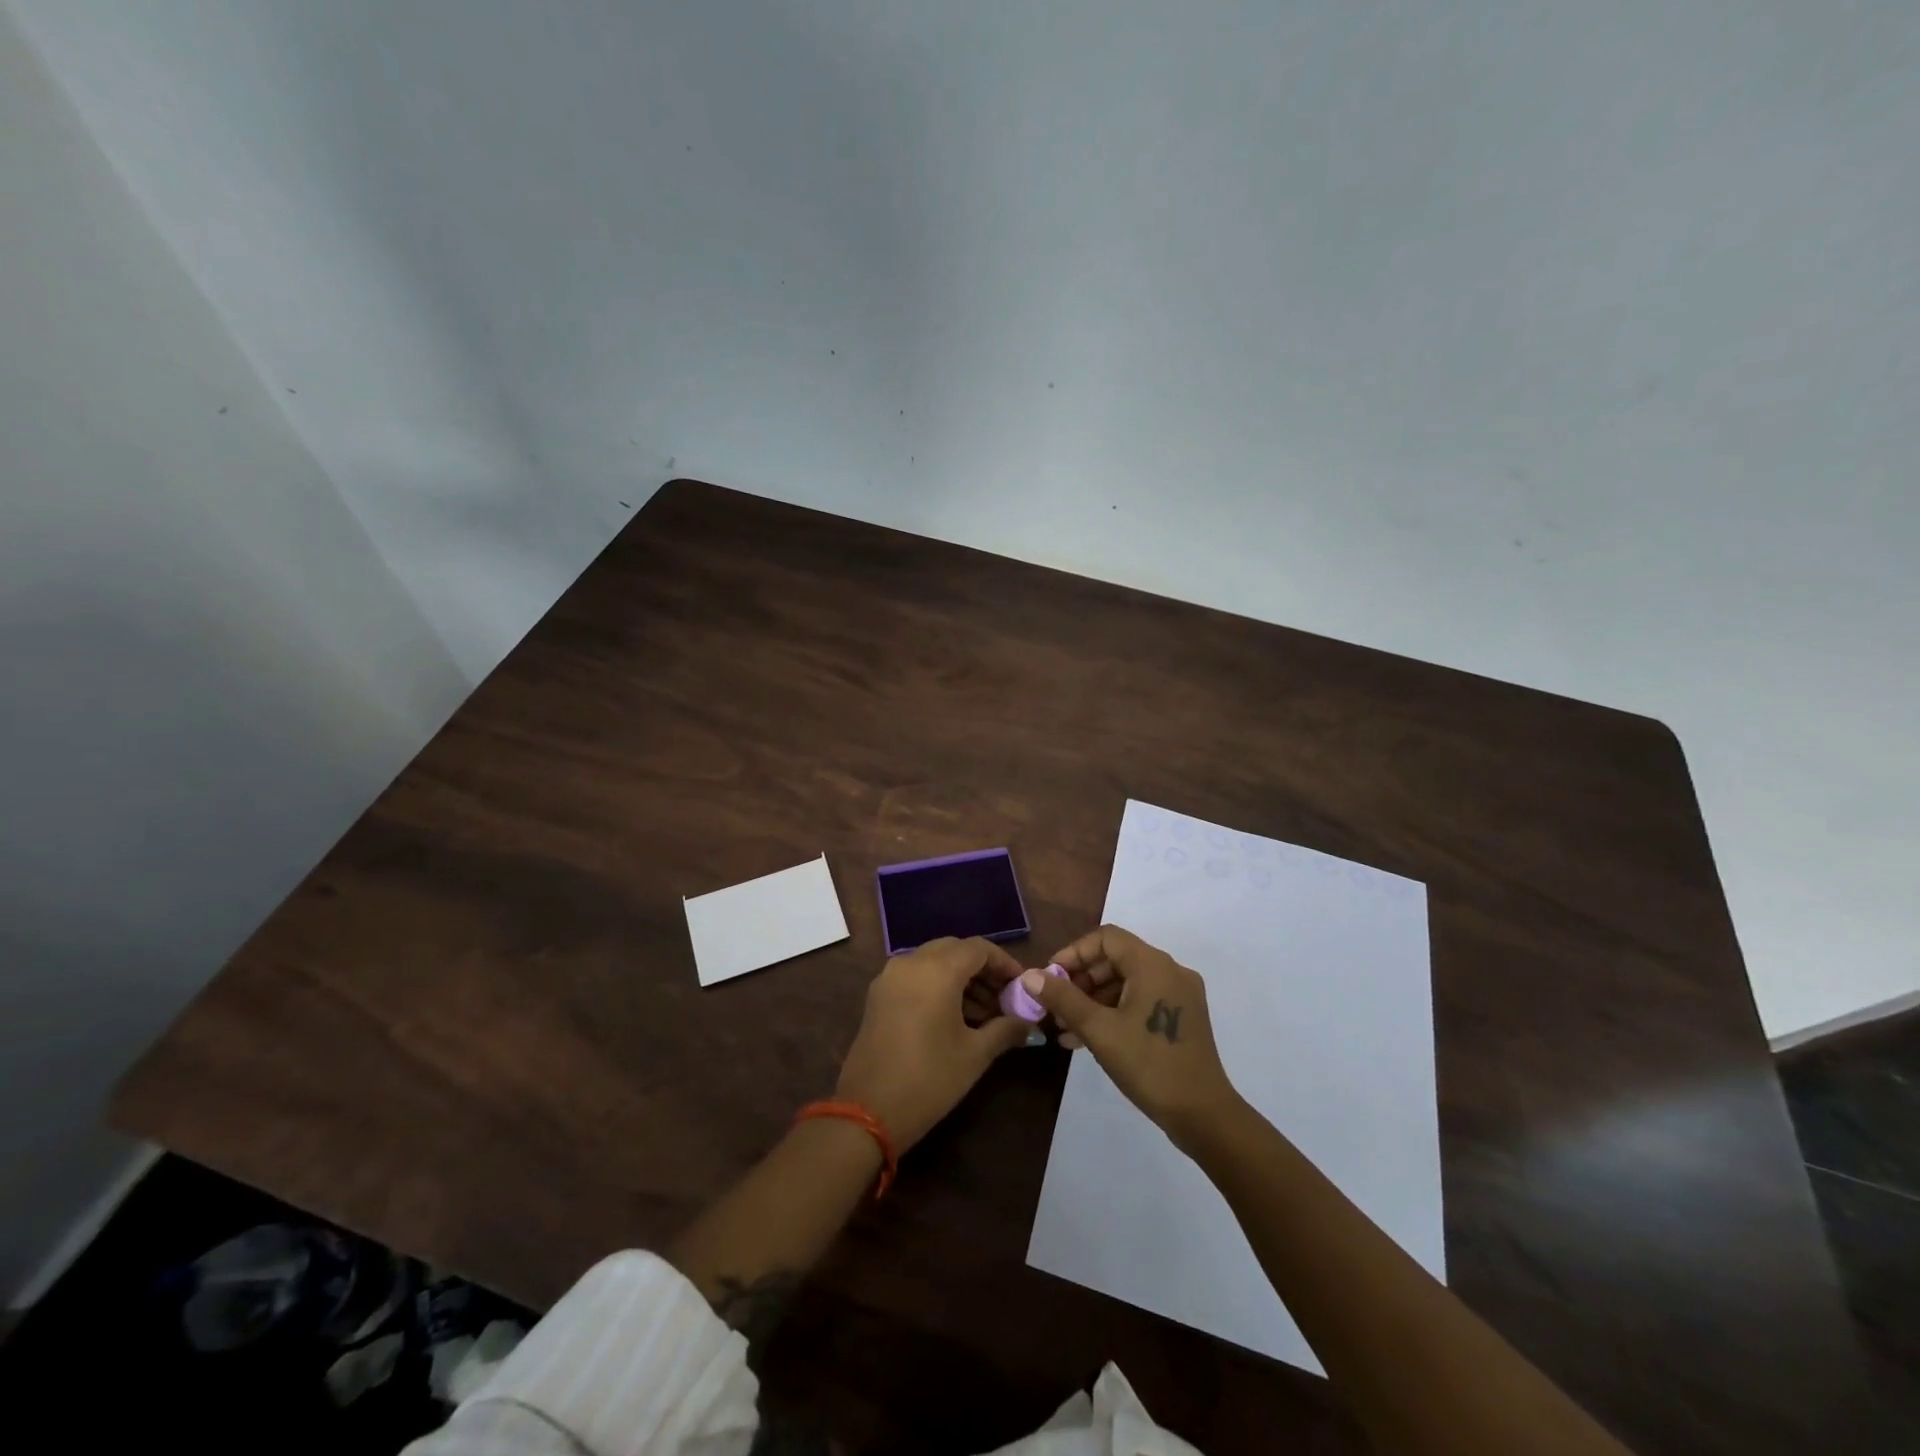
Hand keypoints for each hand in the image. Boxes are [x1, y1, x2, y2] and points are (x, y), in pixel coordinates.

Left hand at [835, 937, 1031, 1150]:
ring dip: (961, 978)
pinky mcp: (878, 995)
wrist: (868, 1112)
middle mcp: (911, 962)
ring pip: (934, 961)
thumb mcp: (975, 1055)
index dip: (1005, 963)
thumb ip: (1005, 1029)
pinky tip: (955, 1016)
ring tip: (985, 1013)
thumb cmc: (929, 1079)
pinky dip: (938, 985)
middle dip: (983, 969)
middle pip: (955, 950)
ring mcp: (890, 977)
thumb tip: (1029, 1022)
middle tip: (1005, 998)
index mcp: (937, 970)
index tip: (1022, 986)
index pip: (979, 948)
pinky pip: (915, 975)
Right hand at [1021, 925, 1241, 1147]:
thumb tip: (1029, 976)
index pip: (1105, 938)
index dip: (1074, 953)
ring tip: (1065, 1029)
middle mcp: (1170, 971)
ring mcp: (1179, 995)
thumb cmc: (1149, 1065)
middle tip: (1055, 1007)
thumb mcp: (1099, 1030)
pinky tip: (1087, 1039)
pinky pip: (1140, 1001)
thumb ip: (1063, 998)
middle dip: (1080, 981)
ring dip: (1093, 1000)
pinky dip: (1113, 1012)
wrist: (1203, 1115)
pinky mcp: (1182, 1018)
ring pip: (1126, 983)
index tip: (1051, 978)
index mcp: (1153, 965)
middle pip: (1115, 959)